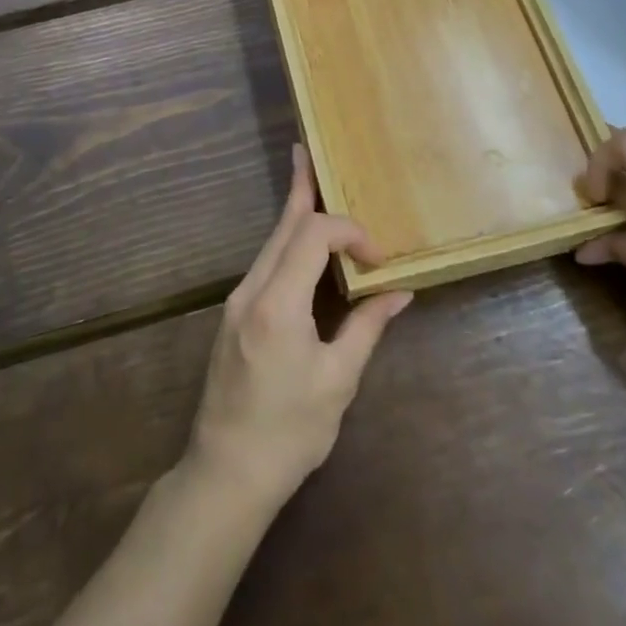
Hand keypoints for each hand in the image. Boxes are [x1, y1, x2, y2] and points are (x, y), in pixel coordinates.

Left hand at [186, 146, 412, 511]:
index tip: (378, 260)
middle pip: (282, 226)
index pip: (312, 236)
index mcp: (278, 303)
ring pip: (270, 242)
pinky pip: (265, 263)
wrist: (226, 472)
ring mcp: (237, 302)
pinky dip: (287, 243)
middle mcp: (251, 290)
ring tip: (306, 181)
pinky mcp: (235, 315)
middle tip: (308, 152)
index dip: (349, 232)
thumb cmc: (289, 432)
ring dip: (294, 214)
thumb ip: (367, 327)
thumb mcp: (338, 381)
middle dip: (303, 190)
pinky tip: (300, 241)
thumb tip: (399, 293)